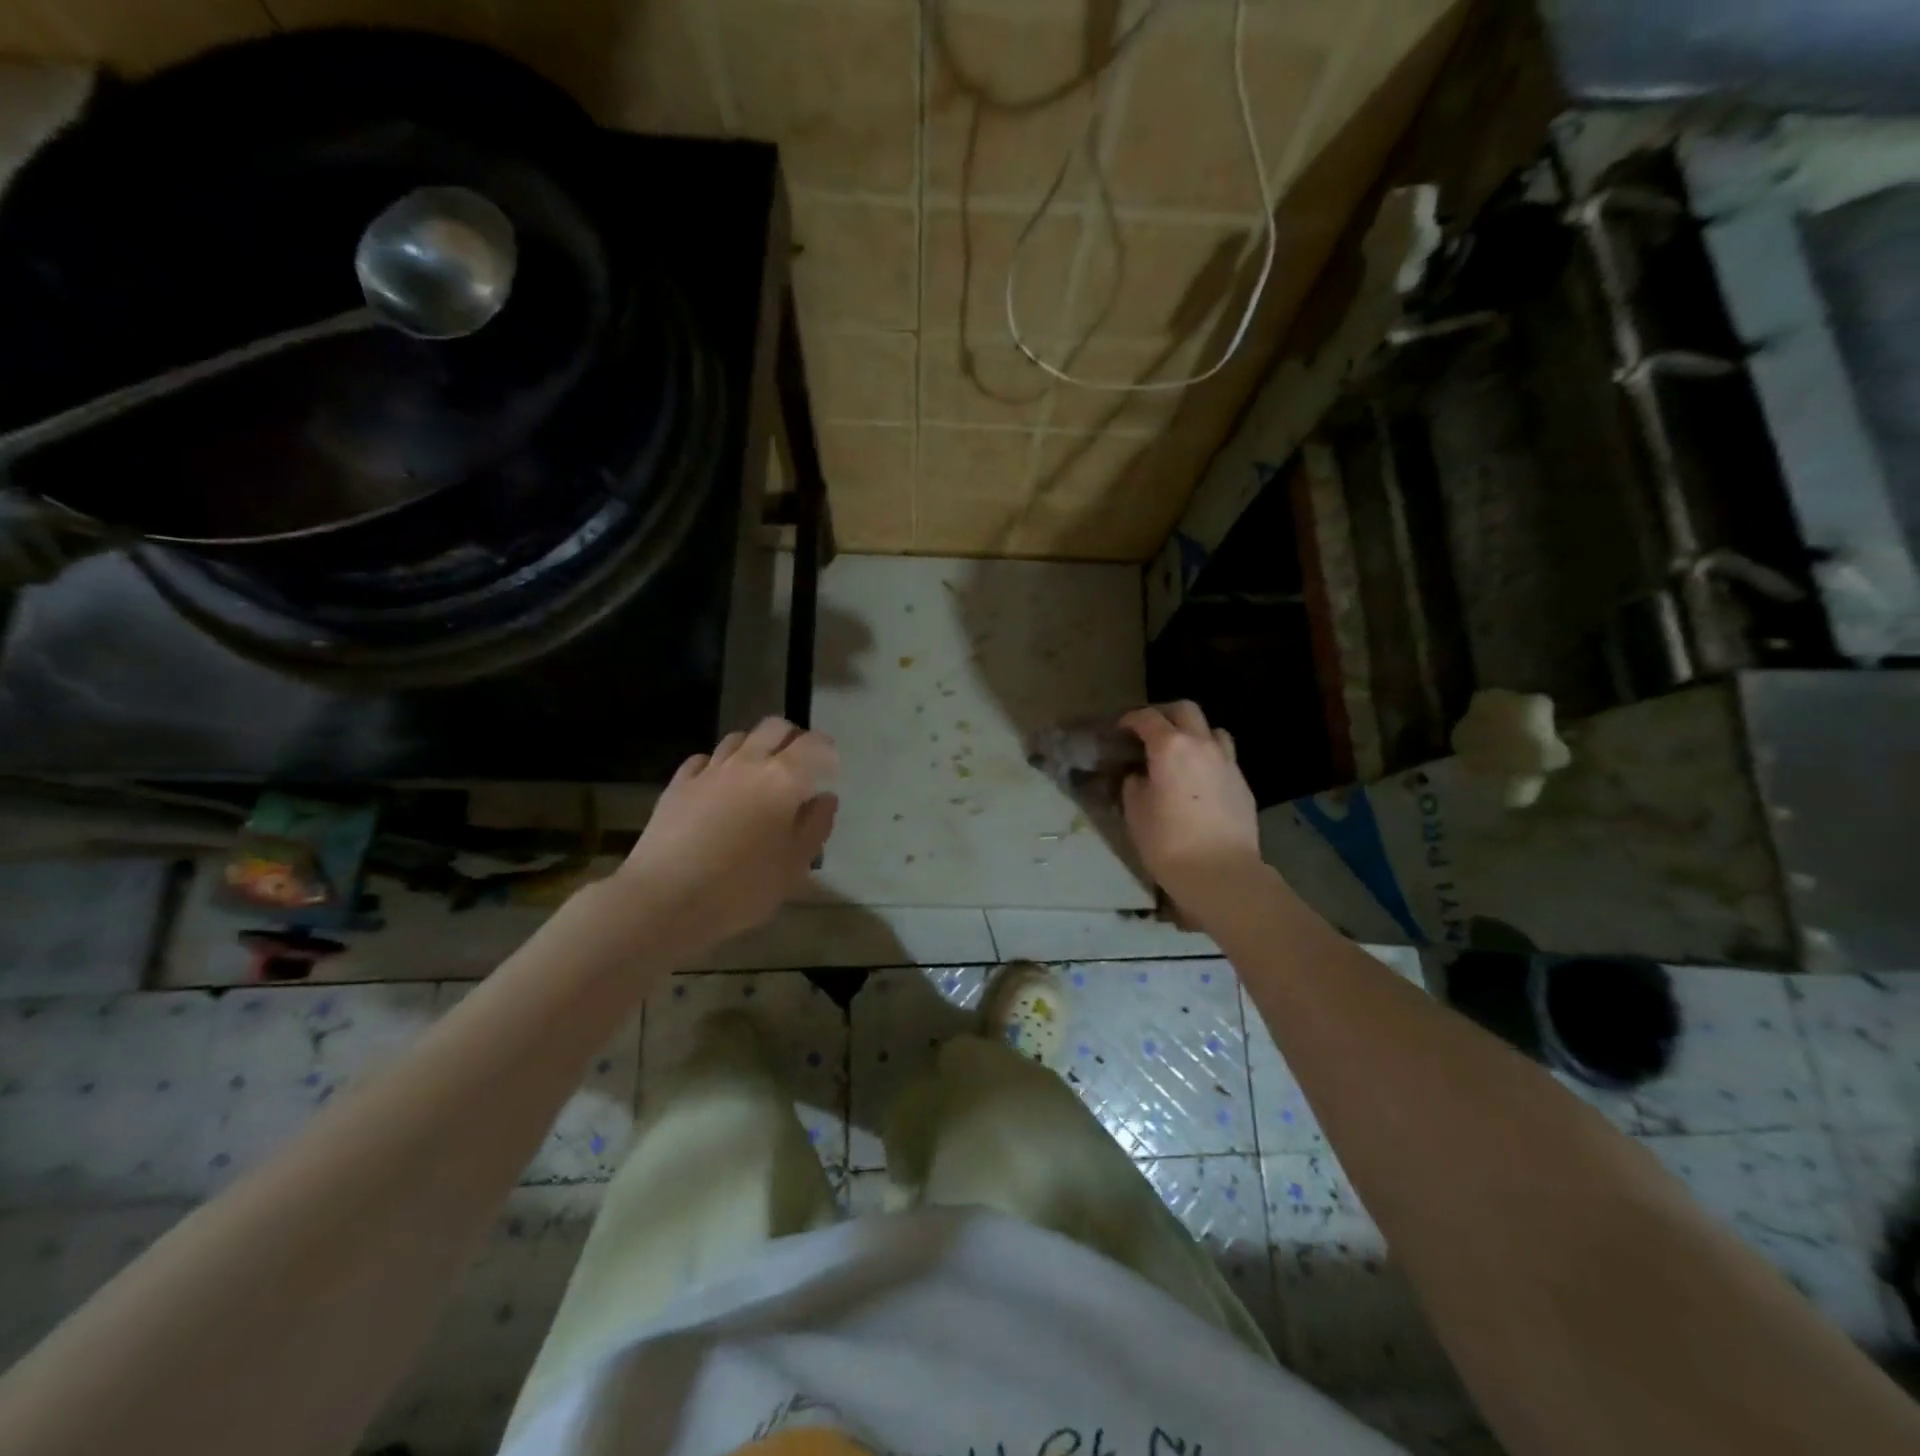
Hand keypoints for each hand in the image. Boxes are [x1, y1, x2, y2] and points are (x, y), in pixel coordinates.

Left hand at [609, 718, 838, 950]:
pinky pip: (704, 760)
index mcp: (784, 779)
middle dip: (792, 738)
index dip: (827, 751)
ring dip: (755, 747)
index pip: (814, 745)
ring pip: (738, 738)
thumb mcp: (794, 866)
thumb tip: (824, 798)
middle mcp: (748, 763)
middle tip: (800, 763)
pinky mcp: (678, 784)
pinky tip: (719, 786)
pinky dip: (719, 765)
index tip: (831, 769)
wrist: (664, 899)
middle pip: (774, 727)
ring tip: (760, 773)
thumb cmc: (742, 887)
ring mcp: (709, 770)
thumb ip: (815, 826)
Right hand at [1120, 702, 1261, 917]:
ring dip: (1193, 733)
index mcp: (1170, 747)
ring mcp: (1227, 763)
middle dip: (1165, 715)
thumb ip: (1134, 784)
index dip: (1130, 720)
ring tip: (1180, 753)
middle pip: (1186, 710)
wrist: (1221, 873)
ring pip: (1212, 730)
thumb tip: (1138, 775)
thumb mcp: (1135, 812)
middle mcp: (1202, 745)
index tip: (1119, 730)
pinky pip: (1224, 758)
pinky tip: (1198, 781)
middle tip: (1149, 732)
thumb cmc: (1168, 842)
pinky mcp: (1242, 784)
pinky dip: (1208, 758)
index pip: (1147, 718)